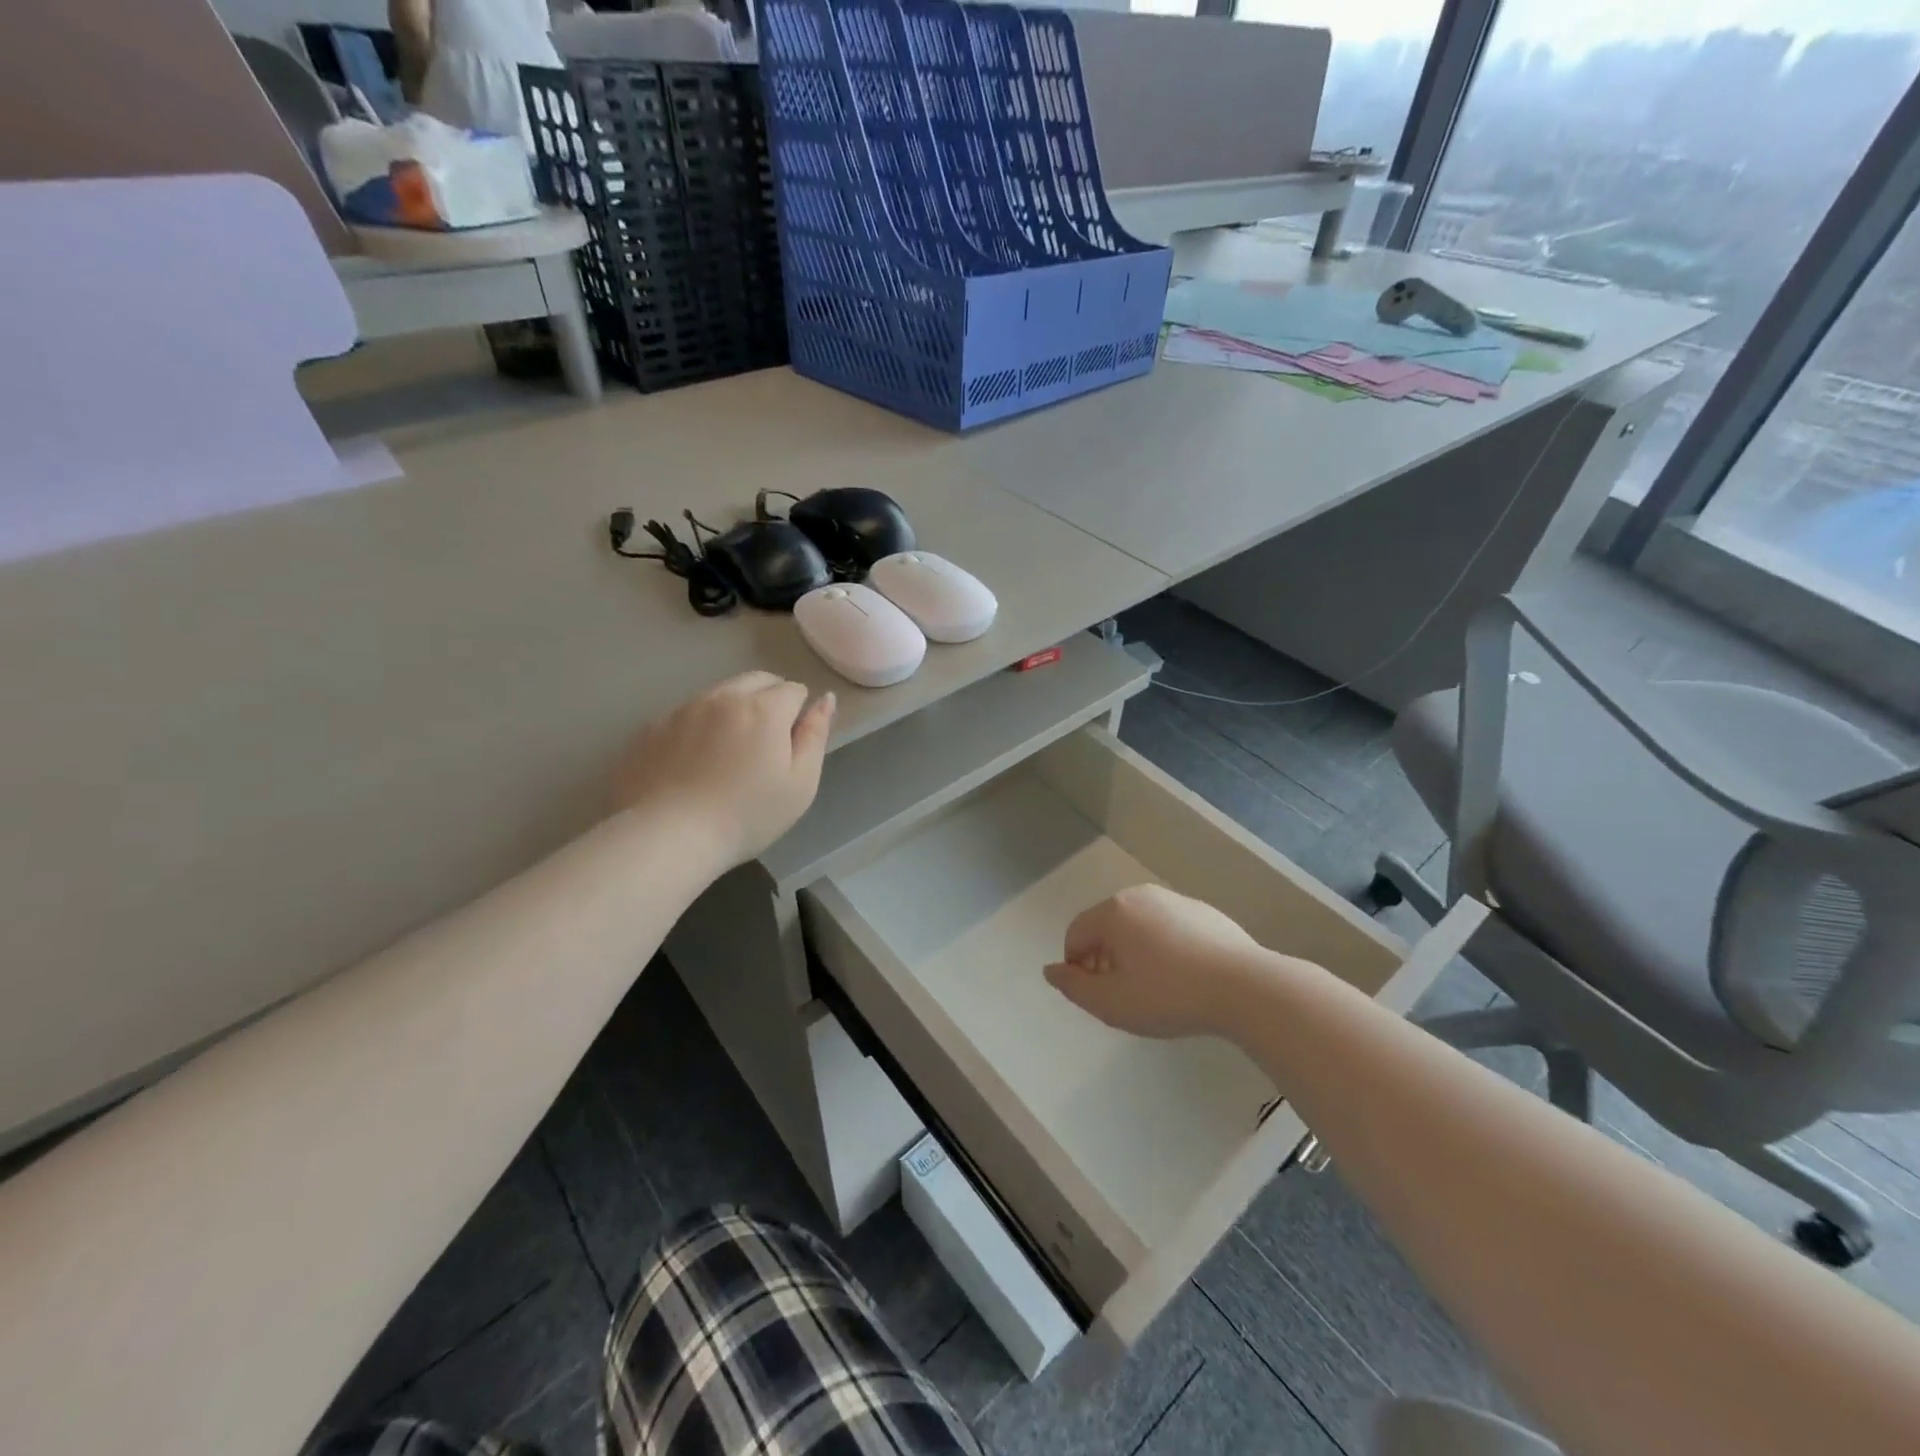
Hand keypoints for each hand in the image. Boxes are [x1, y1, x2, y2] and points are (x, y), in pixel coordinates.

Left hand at [612, 672, 834, 869]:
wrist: (667, 838)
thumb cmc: (746, 815)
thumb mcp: (800, 784)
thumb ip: (815, 736)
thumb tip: (825, 699)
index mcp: (764, 708)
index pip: (793, 689)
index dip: (798, 714)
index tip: (790, 746)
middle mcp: (723, 696)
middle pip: (756, 680)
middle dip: (768, 699)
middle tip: (765, 744)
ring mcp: (683, 709)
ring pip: (719, 693)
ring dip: (732, 710)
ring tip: (728, 753)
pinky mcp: (652, 727)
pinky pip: (686, 714)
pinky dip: (698, 727)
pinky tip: (693, 763)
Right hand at [1045, 884, 1274, 1039]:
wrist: (1245, 987)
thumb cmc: (1169, 995)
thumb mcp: (1112, 1003)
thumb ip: (1074, 987)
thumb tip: (1051, 970)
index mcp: (1113, 912)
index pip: (1075, 934)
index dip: (1075, 967)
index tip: (1095, 996)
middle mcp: (1140, 896)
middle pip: (1106, 926)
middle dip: (1104, 958)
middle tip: (1123, 995)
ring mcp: (1175, 900)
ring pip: (1138, 926)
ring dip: (1134, 952)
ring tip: (1155, 989)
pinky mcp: (1204, 912)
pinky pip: (1169, 928)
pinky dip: (1164, 948)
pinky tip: (1184, 978)